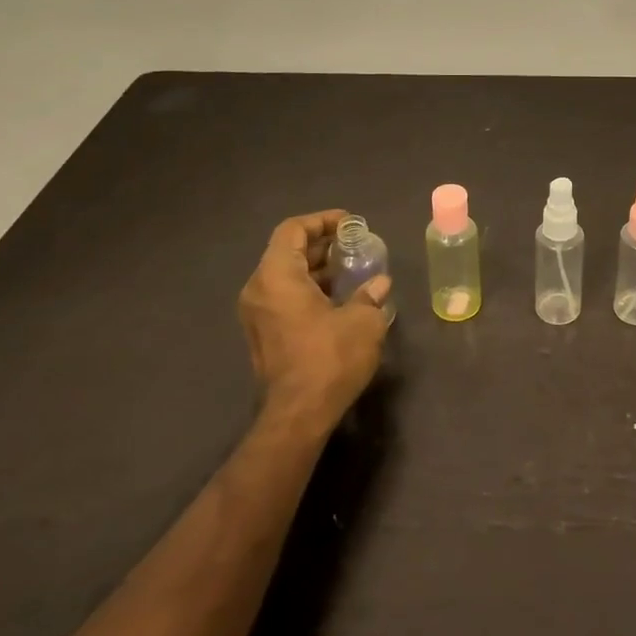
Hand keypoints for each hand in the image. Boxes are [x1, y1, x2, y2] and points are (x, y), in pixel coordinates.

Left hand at [237, 210, 390, 433]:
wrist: (299, 414)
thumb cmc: (330, 358)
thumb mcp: (363, 321)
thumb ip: (370, 295)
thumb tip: (379, 283)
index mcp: (276, 276)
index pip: (293, 230)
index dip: (322, 221)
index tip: (351, 224)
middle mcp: (258, 290)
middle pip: (287, 251)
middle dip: (322, 245)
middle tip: (355, 246)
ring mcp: (256, 314)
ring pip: (285, 276)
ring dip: (316, 269)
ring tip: (352, 271)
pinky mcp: (262, 335)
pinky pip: (283, 298)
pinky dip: (308, 290)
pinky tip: (339, 299)